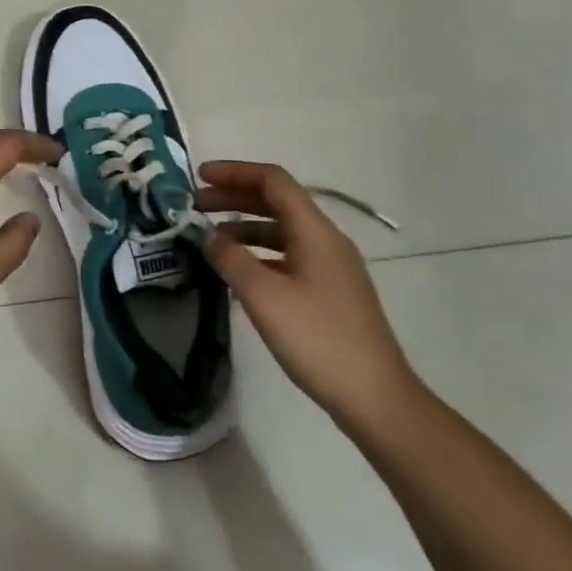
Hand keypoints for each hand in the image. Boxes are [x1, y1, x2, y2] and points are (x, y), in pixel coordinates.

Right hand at [200, 160, 421, 430]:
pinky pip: (288, 256)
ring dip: (244, 226)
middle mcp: (326, 240)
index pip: (273, 181)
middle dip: (235, 197)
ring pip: (282, 230)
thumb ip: (231, 259)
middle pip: (277, 202)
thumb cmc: (318, 340)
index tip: (199, 176)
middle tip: (196, 205)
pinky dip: (259, 253)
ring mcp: (331, 267)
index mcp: (315, 231)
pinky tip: (238, 272)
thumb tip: (209, 236)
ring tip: (209, 239)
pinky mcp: (330, 292)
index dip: (235, 172)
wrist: (375, 398)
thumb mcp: (264, 297)